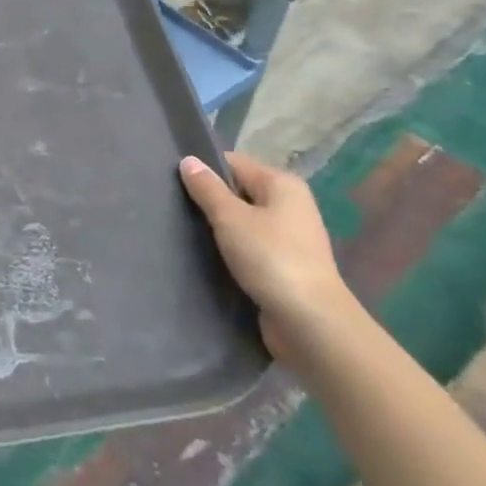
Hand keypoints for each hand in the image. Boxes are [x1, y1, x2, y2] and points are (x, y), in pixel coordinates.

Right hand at [180, 152, 352, 366]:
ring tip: (186, 234)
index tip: (174, 183)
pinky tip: (209, 259)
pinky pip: (251, 248)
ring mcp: (290, 238)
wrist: (311, 324)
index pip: (234, 163)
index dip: (205, 170)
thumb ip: (207, 188)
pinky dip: (233, 252)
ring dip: (220, 230)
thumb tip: (189, 160)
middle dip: (210, 201)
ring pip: (244, 223)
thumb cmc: (271, 259)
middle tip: (174, 209)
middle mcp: (290, 206)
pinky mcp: (285, 267)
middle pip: (239, 192)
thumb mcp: (230, 218)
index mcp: (282, 184)